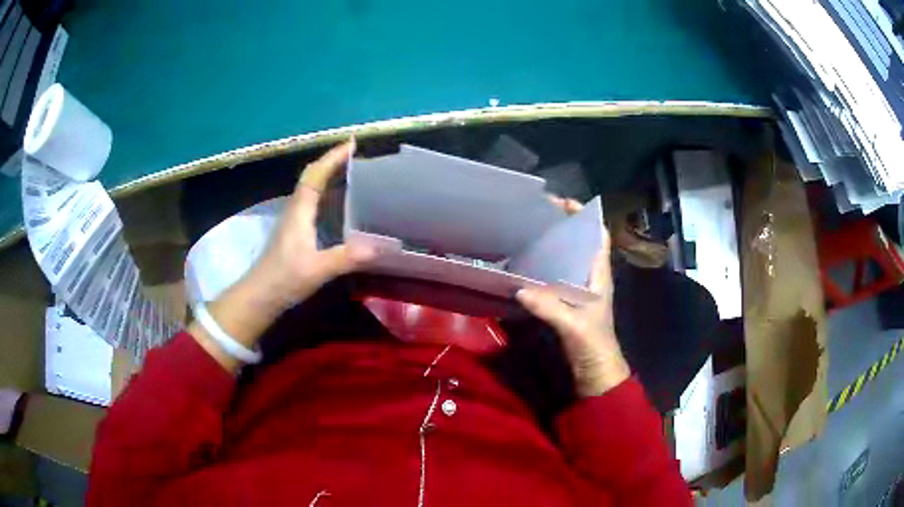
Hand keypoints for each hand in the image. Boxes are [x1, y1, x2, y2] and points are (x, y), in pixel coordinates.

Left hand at [248, 140, 375, 309]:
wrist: (260, 296)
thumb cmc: (284, 279)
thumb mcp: (317, 269)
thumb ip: (346, 257)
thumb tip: (381, 247)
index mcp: (300, 211)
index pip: (315, 175)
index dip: (333, 157)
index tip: (352, 143)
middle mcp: (296, 210)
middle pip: (313, 176)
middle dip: (333, 162)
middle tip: (358, 157)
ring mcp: (295, 221)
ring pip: (312, 189)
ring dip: (330, 176)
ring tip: (354, 175)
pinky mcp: (296, 232)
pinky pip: (314, 203)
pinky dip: (328, 194)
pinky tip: (342, 205)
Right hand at [516, 222, 629, 397]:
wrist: (595, 372)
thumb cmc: (594, 345)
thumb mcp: (574, 324)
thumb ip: (550, 307)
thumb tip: (520, 289)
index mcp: (599, 275)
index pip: (598, 236)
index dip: (585, 216)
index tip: (562, 202)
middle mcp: (589, 277)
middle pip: (579, 243)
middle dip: (562, 226)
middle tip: (536, 216)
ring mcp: (578, 290)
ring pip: (566, 259)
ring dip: (552, 246)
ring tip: (527, 234)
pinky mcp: (566, 303)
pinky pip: (554, 278)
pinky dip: (543, 268)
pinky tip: (525, 266)